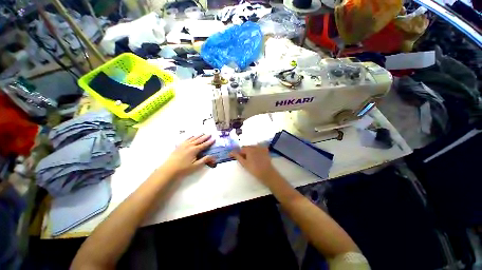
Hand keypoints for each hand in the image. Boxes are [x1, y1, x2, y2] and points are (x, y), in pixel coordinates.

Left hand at [161, 134, 214, 178]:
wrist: (169, 169)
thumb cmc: (184, 169)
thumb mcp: (196, 166)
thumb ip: (205, 160)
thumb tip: (213, 156)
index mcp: (194, 150)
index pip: (204, 145)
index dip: (209, 142)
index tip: (214, 139)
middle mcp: (190, 145)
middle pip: (199, 140)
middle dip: (205, 137)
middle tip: (209, 134)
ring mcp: (184, 145)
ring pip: (193, 138)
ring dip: (198, 136)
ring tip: (202, 133)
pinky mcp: (179, 146)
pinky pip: (186, 139)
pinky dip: (190, 137)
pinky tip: (192, 136)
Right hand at [229, 146, 279, 185]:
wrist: (267, 173)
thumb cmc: (254, 169)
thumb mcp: (244, 163)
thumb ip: (237, 156)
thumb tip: (230, 152)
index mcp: (249, 149)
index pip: (241, 149)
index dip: (238, 153)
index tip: (236, 158)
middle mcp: (255, 146)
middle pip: (247, 148)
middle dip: (244, 152)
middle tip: (244, 160)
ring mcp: (261, 148)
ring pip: (253, 147)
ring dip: (250, 151)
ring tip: (251, 159)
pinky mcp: (266, 150)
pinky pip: (259, 148)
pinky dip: (257, 151)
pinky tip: (257, 156)